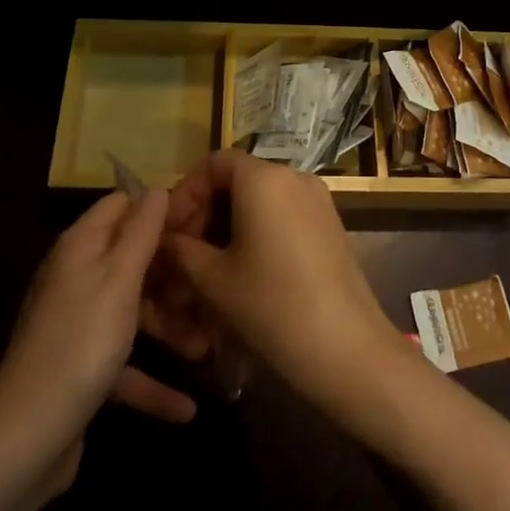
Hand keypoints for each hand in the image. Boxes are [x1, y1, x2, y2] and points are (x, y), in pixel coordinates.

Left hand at [0, 190, 196, 499]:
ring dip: (170, 328)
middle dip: (173, 273)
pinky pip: (125, 364)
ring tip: (210, 347)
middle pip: (132, 259)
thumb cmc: (81, 343)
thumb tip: (157, 188)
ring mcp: (78, 325)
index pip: (122, 205)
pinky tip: (186, 408)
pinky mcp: (81, 369)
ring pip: (134, 312)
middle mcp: (77, 278)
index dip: (158, 209)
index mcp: (81, 247)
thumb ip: (142, 230)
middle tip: (213, 284)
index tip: (200, 222)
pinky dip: (152, 381)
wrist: (23, 441)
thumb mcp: (119, 278)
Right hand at [161, 151, 406, 419]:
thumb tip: (163, 240)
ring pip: (260, 201)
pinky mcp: (330, 225)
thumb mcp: (214, 280)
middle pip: (238, 180)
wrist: (345, 347)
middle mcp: (294, 176)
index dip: (186, 192)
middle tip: (183, 256)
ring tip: (208, 271)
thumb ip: (181, 251)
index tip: (169, 231)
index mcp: (264, 178)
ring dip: (229, 227)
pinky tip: (243, 274)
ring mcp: (317, 200)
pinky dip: (257, 234)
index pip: (214, 163)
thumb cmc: (271, 306)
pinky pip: (283, 215)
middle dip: (205, 214)